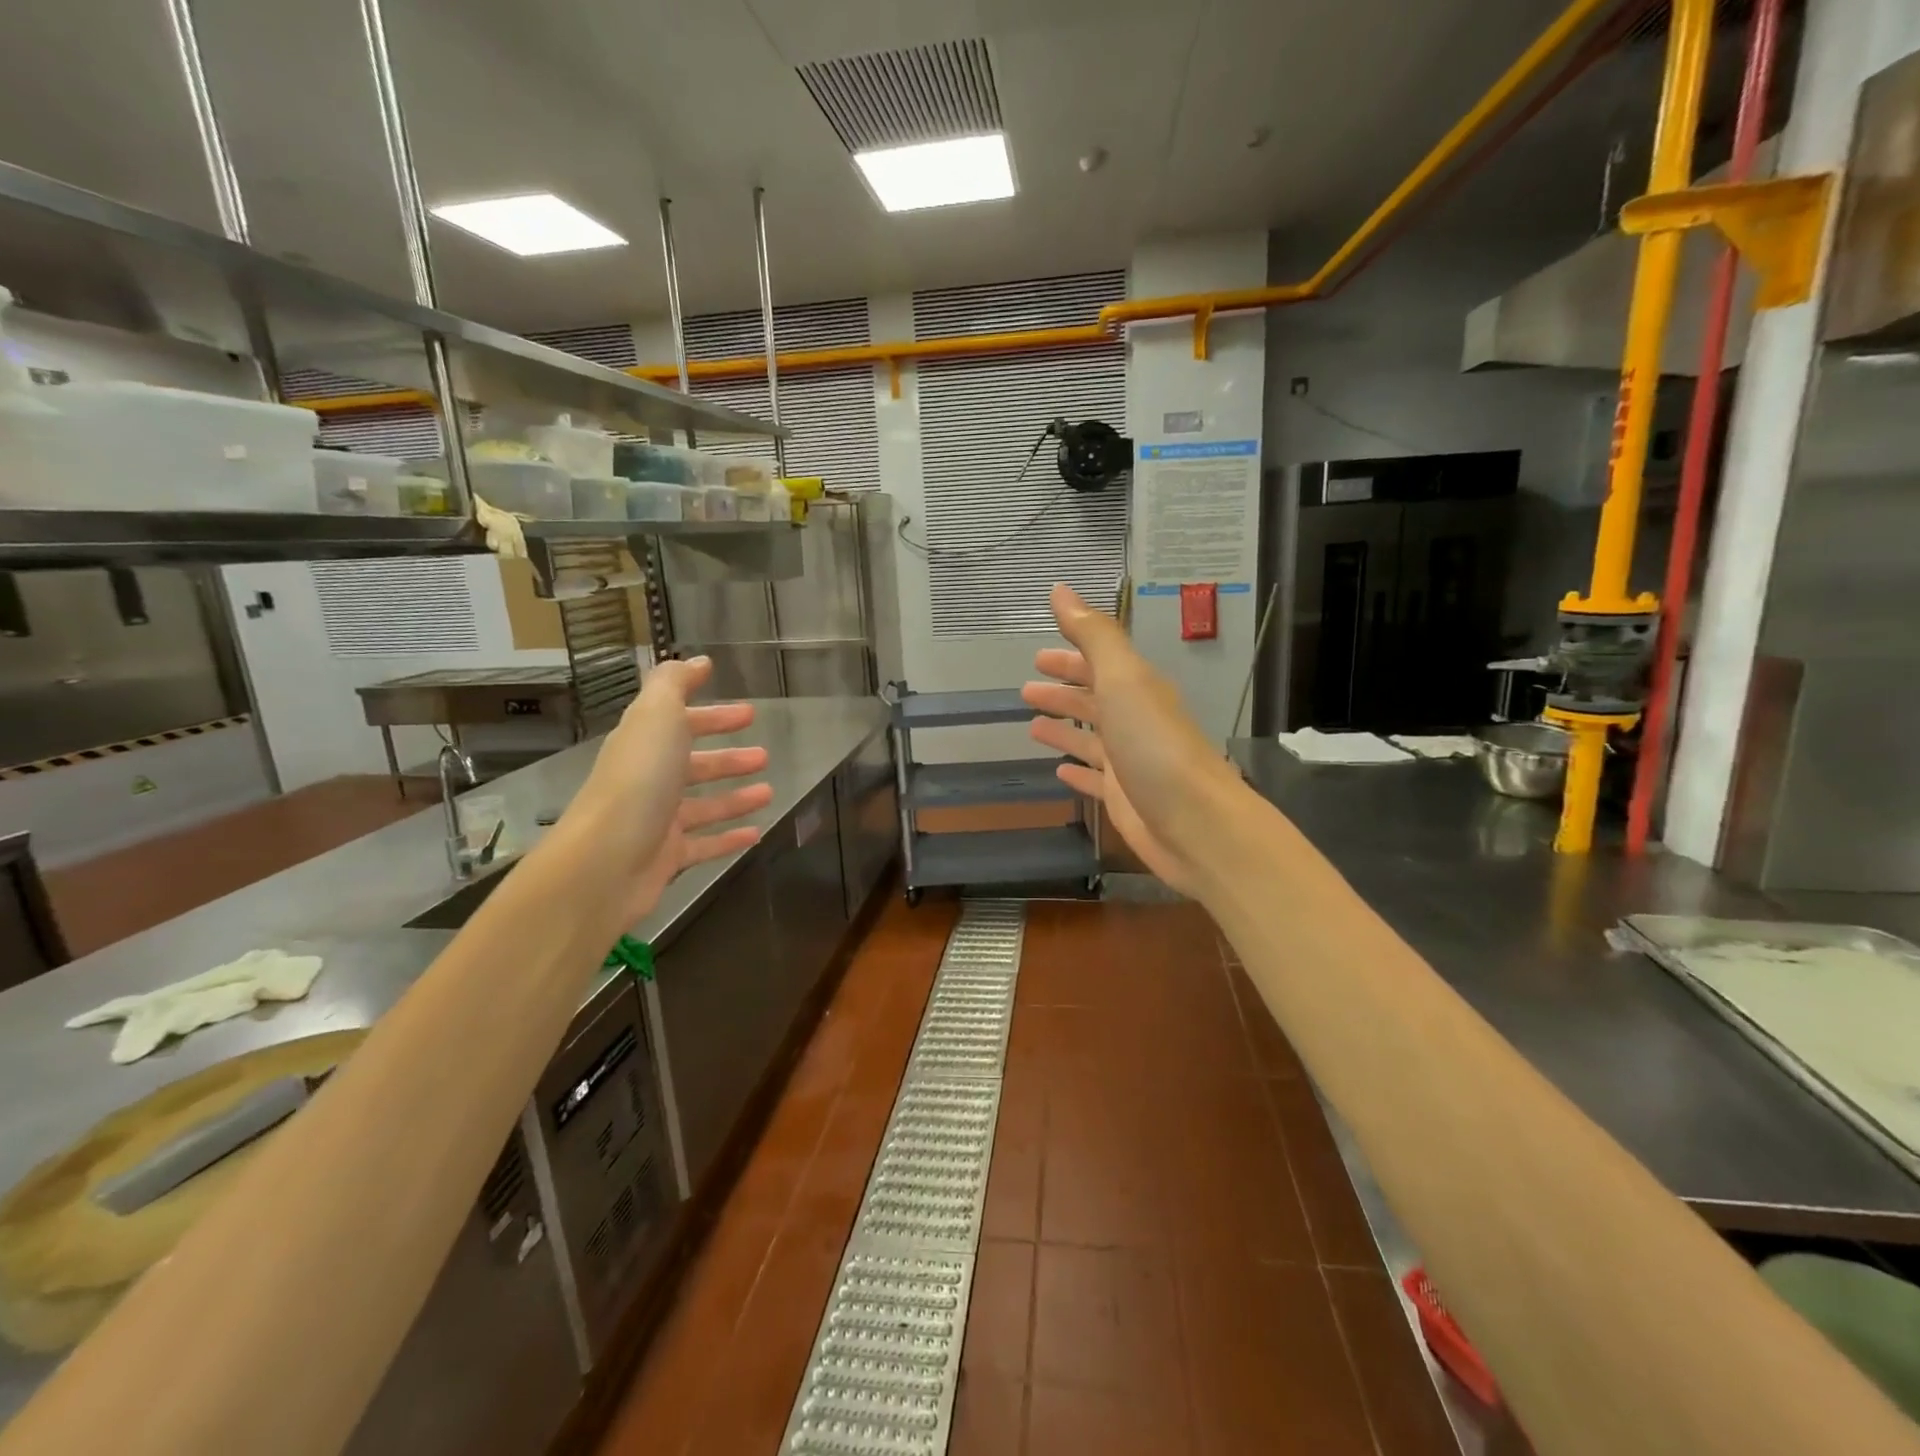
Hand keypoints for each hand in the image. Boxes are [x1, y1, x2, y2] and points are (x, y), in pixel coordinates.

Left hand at [569, 656, 772, 923]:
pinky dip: (729, 838)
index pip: (680, 722)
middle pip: (693, 765)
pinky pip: (705, 844)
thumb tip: (698, 661)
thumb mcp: (656, 716)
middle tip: (764, 754)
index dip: (713, 715)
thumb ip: (674, 684)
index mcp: (644, 744)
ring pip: (703, 805)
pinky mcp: (667, 858)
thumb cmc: (637, 781)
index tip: (748, 711)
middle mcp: (649, 780)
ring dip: (735, 797)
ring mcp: (657, 821)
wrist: (604, 863)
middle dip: (728, 758)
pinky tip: (756, 833)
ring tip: (770, 791)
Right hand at [1022, 584, 1241, 897]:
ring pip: (1090, 739)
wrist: (1197, 824)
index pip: (1099, 664)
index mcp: (1136, 690)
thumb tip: (1060, 590)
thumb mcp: (1124, 679)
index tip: (1038, 655)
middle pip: (1093, 700)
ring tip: (1032, 726)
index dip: (1070, 656)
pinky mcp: (1124, 799)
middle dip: (1062, 691)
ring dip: (1063, 729)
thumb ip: (1093, 636)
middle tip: (1026, 689)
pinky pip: (1094, 779)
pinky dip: (1077, 770)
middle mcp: (1134, 722)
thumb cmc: (1155, 746)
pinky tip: (1058, 771)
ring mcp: (1130, 762)